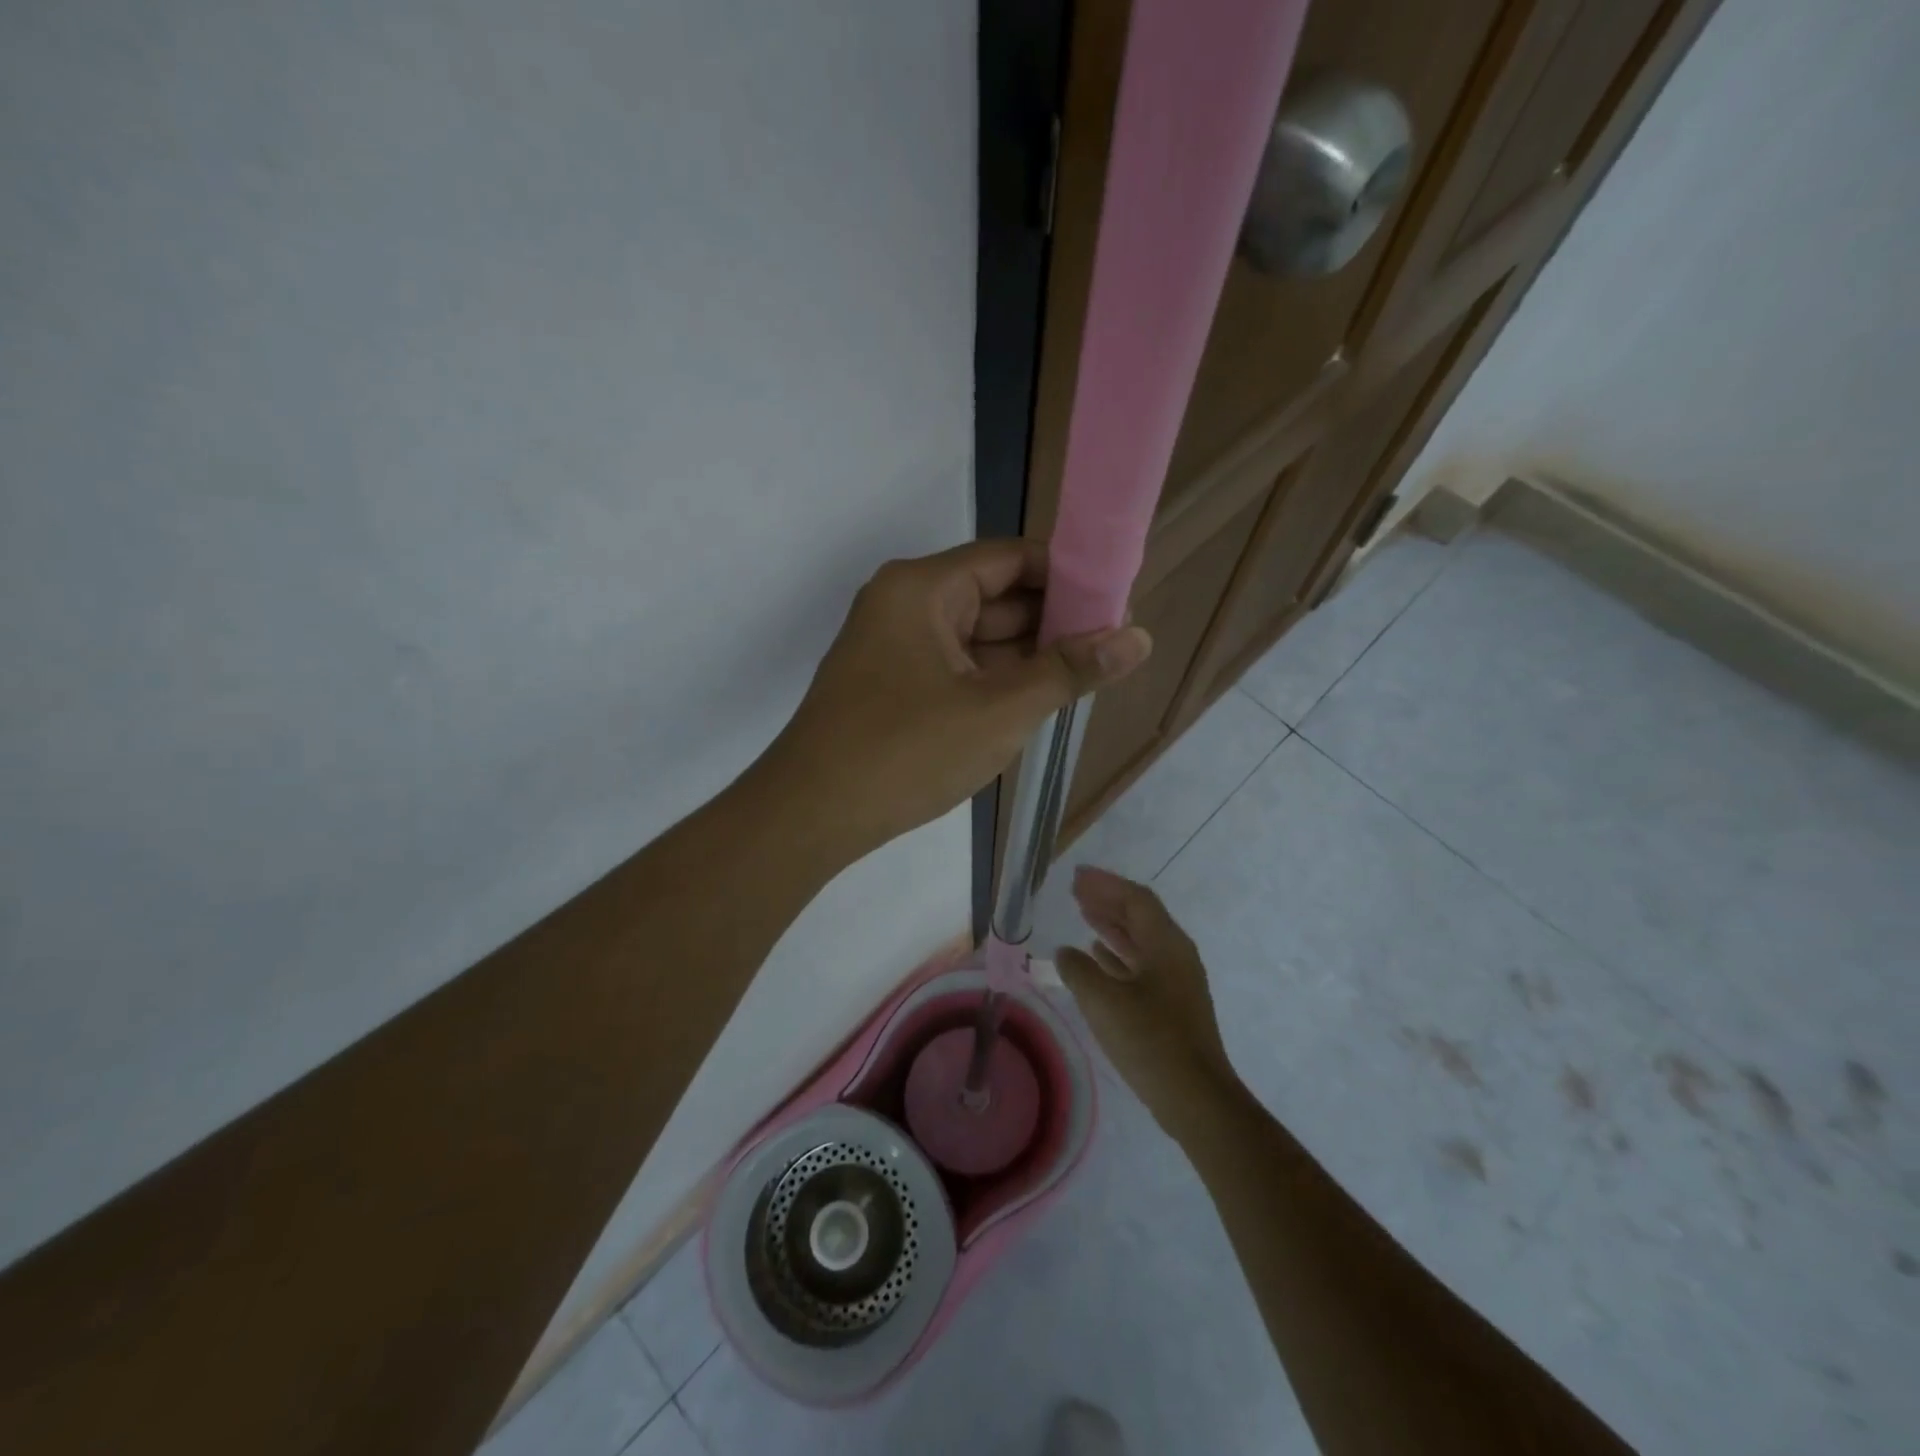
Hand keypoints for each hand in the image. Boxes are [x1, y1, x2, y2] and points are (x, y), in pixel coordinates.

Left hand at [769, 540, 1151, 855]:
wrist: (811, 816)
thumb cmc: (906, 752)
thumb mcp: (999, 711)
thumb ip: (1069, 671)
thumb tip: (1139, 637)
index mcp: (922, 588)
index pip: (1010, 558)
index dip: (1068, 576)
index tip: (1118, 602)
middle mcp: (905, 604)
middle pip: (994, 596)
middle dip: (1052, 621)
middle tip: (1114, 645)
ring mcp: (895, 647)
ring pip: (976, 637)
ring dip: (1026, 656)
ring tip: (1088, 674)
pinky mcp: (892, 685)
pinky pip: (956, 667)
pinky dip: (994, 680)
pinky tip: (1036, 699)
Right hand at [1057, 867, 1237, 1136]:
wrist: (1196, 1098)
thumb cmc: (1150, 1041)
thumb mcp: (1103, 1001)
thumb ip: (1079, 970)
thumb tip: (1065, 953)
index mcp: (1166, 944)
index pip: (1135, 899)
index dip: (1105, 884)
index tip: (1077, 876)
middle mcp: (1176, 955)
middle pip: (1140, 916)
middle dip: (1108, 900)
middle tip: (1076, 890)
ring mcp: (1176, 981)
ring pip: (1140, 940)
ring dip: (1111, 925)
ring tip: (1083, 914)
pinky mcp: (1172, 1005)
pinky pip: (1141, 964)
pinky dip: (1117, 954)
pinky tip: (1097, 956)